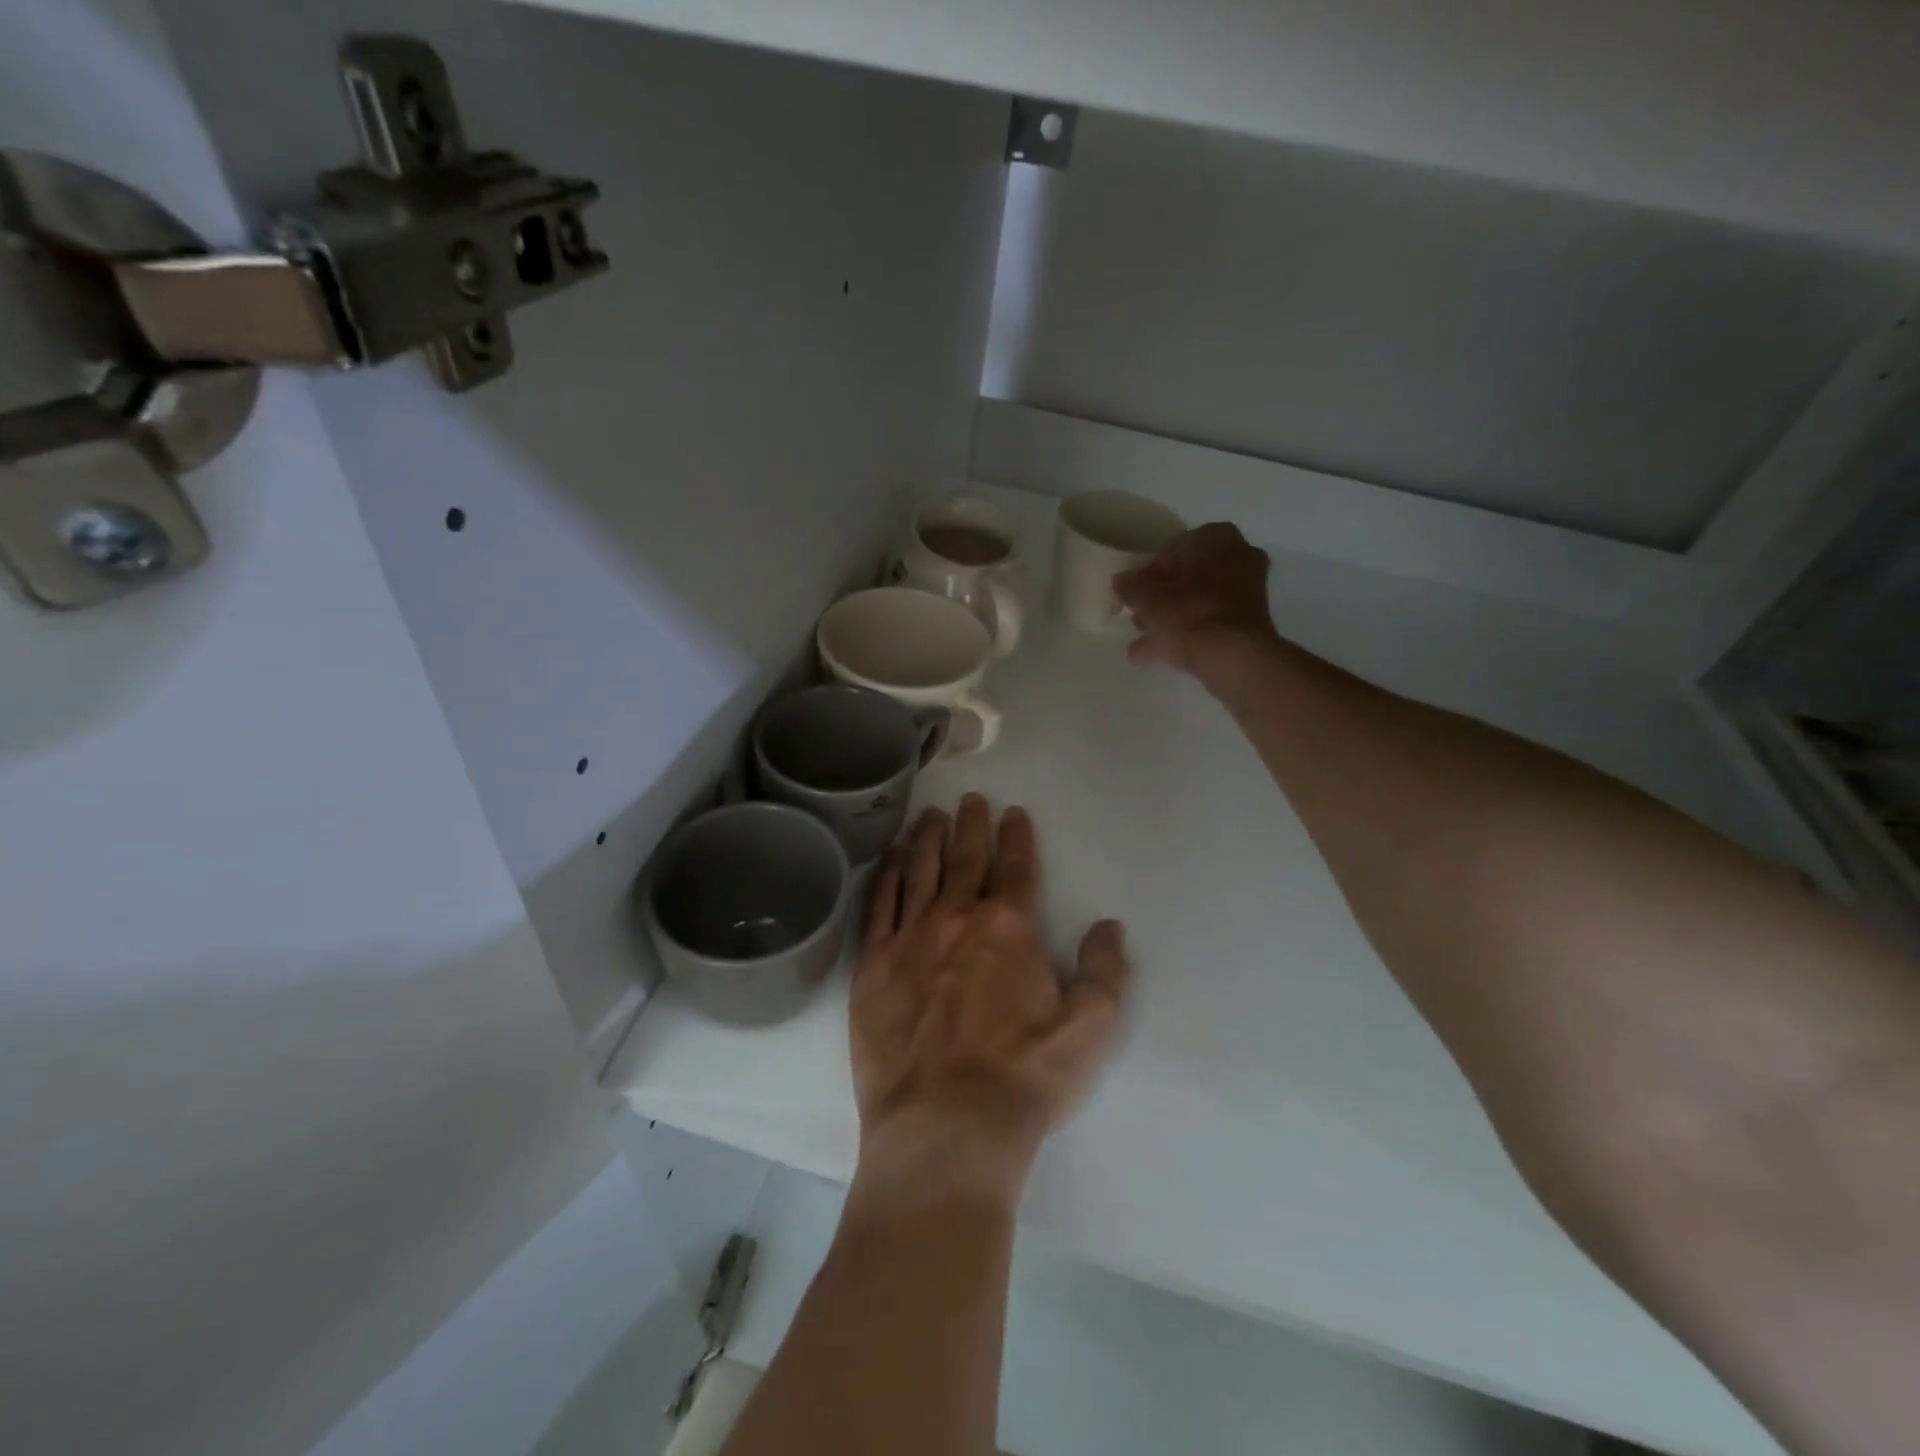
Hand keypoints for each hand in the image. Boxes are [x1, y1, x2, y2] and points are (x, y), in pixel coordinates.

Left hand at [851, 795, 1129, 1203]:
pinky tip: (889, 858)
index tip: (1014, 812)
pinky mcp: (873, 965)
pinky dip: (886, 875)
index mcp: (1009, 928)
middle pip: (966, 859)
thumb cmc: (1024, 1079)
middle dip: (971, 825)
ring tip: (930, 816)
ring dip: (927, 840)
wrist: (944, 1127)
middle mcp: (957, 918)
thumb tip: (1108, 925)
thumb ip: (1105, 972)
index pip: (1016, 868)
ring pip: (919, 871)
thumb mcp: (1090, 1030)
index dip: (1018, 837)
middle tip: (970, 799)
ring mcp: (910, 938)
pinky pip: (879, 905)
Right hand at [1114, 523, 1282, 680]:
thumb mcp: (1149, 600)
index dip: (1149, 572)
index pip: (1173, 549)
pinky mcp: (1247, 623)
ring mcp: (1247, 592)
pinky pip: (1208, 623)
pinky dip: (1185, 635)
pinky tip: (1155, 655)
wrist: (1234, 659)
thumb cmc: (1190, 616)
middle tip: (1137, 615)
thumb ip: (1131, 587)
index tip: (1133, 592)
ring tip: (1141, 641)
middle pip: (1188, 577)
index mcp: (1216, 539)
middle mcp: (1238, 558)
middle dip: (1161, 598)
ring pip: (1198, 602)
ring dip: (1170, 619)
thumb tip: (1120, 581)